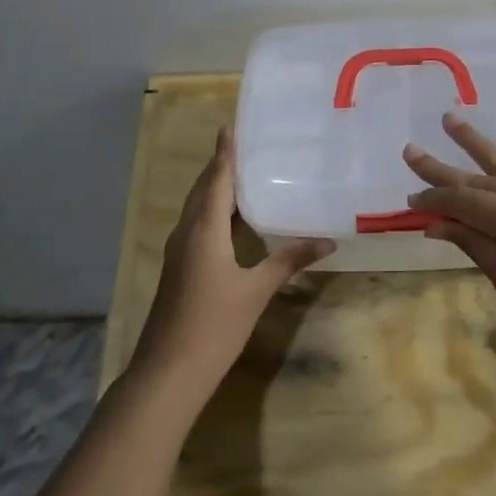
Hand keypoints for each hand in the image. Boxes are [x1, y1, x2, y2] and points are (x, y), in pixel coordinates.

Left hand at [130, 126, 331, 398]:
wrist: (168, 371)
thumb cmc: (214, 325)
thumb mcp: (256, 291)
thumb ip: (289, 261)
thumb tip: (327, 240)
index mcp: (204, 229)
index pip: (217, 178)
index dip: (225, 152)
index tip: (232, 124)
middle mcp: (186, 232)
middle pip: (203, 189)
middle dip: (221, 165)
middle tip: (247, 144)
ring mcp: (178, 251)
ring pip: (197, 208)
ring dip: (216, 188)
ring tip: (245, 174)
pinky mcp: (178, 268)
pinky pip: (196, 225)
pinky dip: (213, 211)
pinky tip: (233, 220)